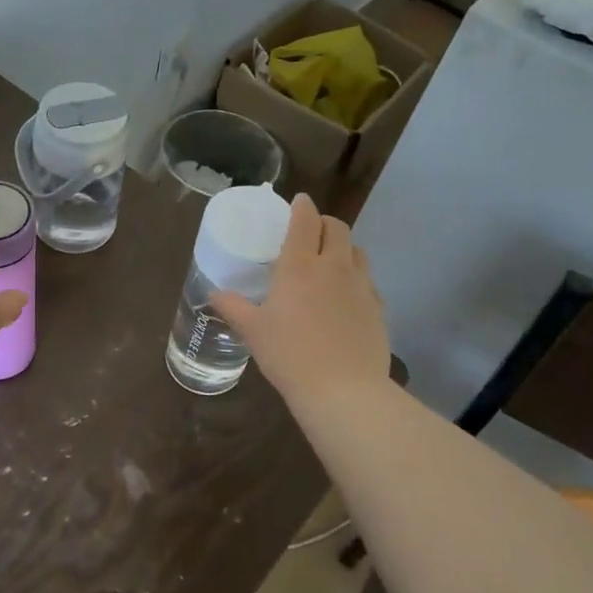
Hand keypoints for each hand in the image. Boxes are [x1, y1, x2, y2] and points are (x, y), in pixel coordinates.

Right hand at [211, 194, 389, 410]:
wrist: (344, 391)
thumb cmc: (290, 355)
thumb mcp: (253, 332)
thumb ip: (233, 307)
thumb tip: (214, 293)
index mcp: (300, 266)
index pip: (305, 221)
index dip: (302, 206)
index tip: (298, 202)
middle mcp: (334, 267)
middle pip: (338, 228)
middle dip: (324, 223)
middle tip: (311, 232)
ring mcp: (361, 287)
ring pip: (357, 251)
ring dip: (343, 247)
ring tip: (329, 262)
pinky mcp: (378, 308)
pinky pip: (368, 281)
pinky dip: (355, 277)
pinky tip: (345, 297)